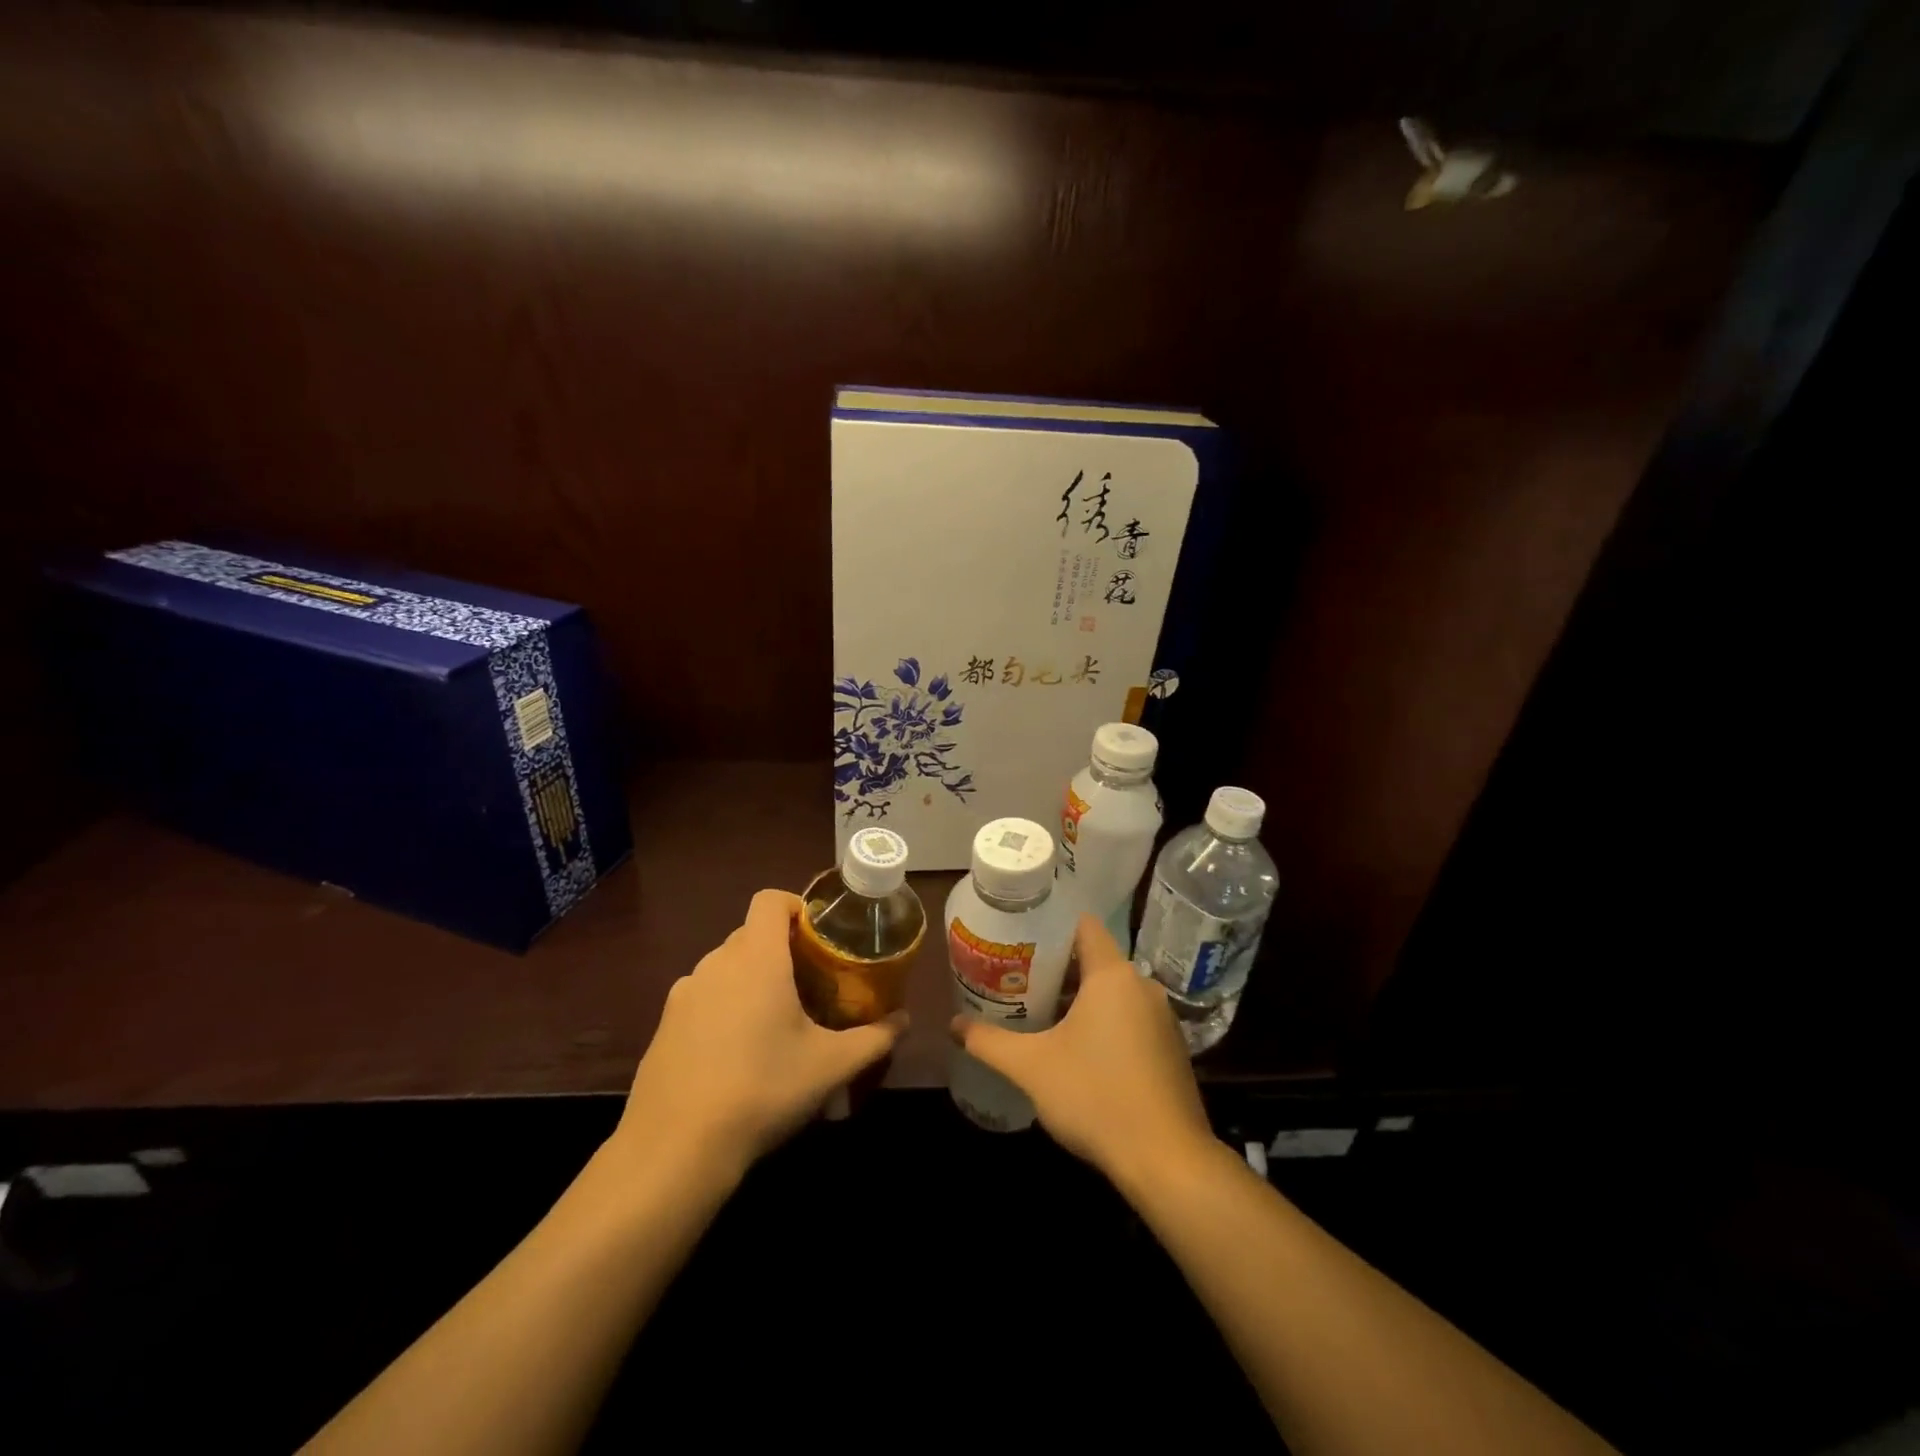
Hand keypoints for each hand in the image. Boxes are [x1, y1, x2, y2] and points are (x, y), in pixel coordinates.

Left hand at [611, 890, 905, 1178]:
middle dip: (782, 950)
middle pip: (751, 934)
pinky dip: (724, 1008)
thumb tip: (904, 1020)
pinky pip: (703, 998)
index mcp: (756, 957)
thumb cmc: (762, 1089)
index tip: (819, 935)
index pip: (770, 900)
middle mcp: (716, 964)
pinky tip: (737, 1054)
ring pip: (726, 967)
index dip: (796, 905)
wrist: (675, 1148)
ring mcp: (683, 994)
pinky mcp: (664, 1026)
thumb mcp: (831, 1066)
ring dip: (752, 980)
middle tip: (811, 985)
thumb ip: (875, 1038)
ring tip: (776, 1022)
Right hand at [951, 914, 1211, 1184]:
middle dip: (1056, 968)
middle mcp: (1142, 986)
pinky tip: (1077, 1049)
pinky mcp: (1170, 1048)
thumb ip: (989, 1041)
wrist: (1167, 1161)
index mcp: (1113, 975)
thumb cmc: (1096, 1097)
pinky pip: (1130, 1017)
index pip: (1083, 925)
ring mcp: (1161, 1018)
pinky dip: (1104, 1022)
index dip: (1051, 926)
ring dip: (1079, 998)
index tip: (1020, 939)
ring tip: (1039, 1012)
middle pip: (1094, 959)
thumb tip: (952, 1024)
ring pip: (1113, 991)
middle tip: (1016, 979)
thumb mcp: (1031, 1067)